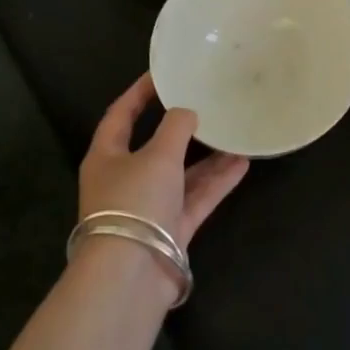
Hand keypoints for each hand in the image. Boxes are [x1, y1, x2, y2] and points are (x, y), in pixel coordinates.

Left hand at [79, 73, 248, 248]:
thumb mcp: (157, 155)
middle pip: (155, 146)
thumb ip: (176, 127)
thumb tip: (187, 112)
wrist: (130, 275)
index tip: (162, 74)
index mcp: (107, 157)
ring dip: (207, 156)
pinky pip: (196, 197)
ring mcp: (149, 206)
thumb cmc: (134, 202)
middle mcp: (125, 179)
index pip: (120, 115)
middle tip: (206, 103)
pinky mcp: (171, 229)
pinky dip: (217, 181)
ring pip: (181, 173)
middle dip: (182, 127)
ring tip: (235, 132)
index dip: (139, 93)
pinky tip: (242, 163)